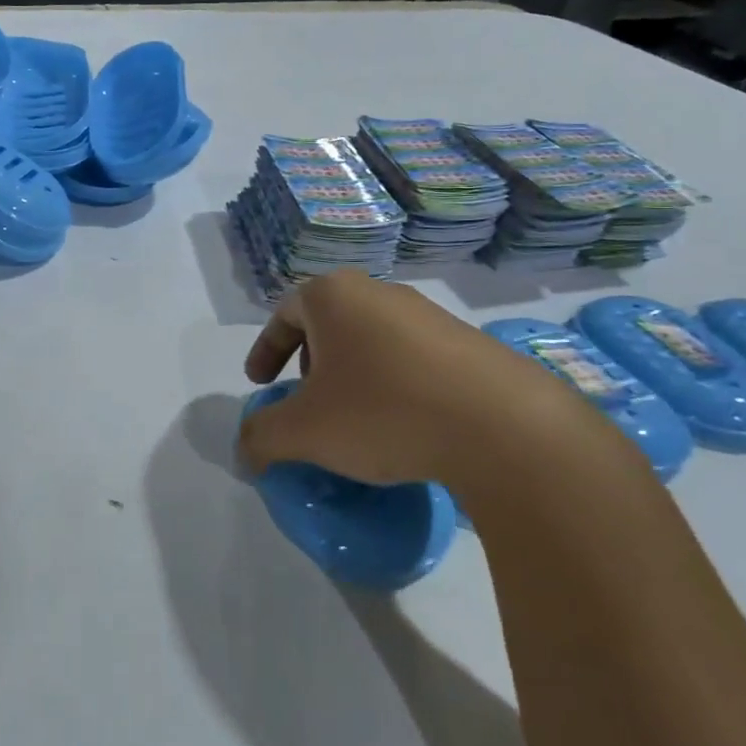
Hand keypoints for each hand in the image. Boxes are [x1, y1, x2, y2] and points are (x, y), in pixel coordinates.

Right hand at [239, 269, 620, 500]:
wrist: (501, 425)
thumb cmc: (383, 411)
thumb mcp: (305, 431)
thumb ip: (262, 438)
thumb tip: (244, 453)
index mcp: (333, 296)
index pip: (284, 313)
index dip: (266, 350)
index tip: (261, 385)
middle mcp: (378, 291)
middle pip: (328, 321)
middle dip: (309, 360)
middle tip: (307, 399)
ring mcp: (427, 314)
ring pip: (371, 338)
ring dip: (353, 372)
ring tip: (355, 417)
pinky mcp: (467, 342)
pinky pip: (411, 356)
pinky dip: (393, 382)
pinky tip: (403, 424)